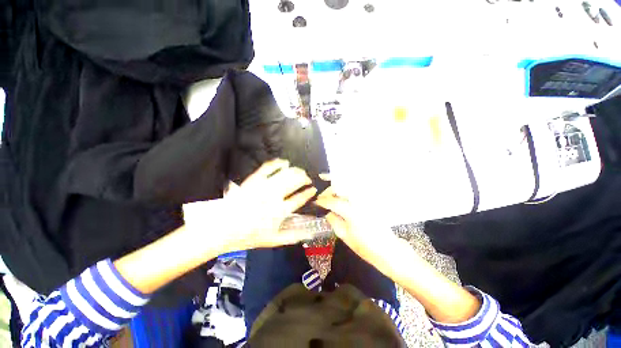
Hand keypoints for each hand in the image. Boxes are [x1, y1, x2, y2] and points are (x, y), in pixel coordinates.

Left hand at [183, 159, 317, 254]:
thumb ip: (293, 236)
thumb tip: (310, 233)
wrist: (223, 226)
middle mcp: (274, 196)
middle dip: (305, 178)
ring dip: (296, 170)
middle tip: (307, 179)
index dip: (309, 193)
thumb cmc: (249, 235)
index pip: (300, 198)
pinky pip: (269, 167)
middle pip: (295, 181)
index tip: (313, 189)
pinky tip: (284, 162)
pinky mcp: (254, 179)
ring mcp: (264, 186)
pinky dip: (278, 163)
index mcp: (280, 211)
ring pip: (285, 173)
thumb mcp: (273, 240)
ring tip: (300, 171)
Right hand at [315, 179, 481, 323]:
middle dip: (330, 191)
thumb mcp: (345, 236)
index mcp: (351, 211)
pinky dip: (345, 194)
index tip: (316, 201)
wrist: (390, 251)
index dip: (322, 200)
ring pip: (347, 190)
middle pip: (341, 189)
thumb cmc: (366, 247)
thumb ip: (334, 221)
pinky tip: (340, 199)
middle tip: (322, 197)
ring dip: (337, 191)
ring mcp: (365, 201)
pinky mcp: (369, 203)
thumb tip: (328, 212)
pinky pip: (354, 194)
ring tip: (329, 196)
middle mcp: (358, 201)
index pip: (332, 201)